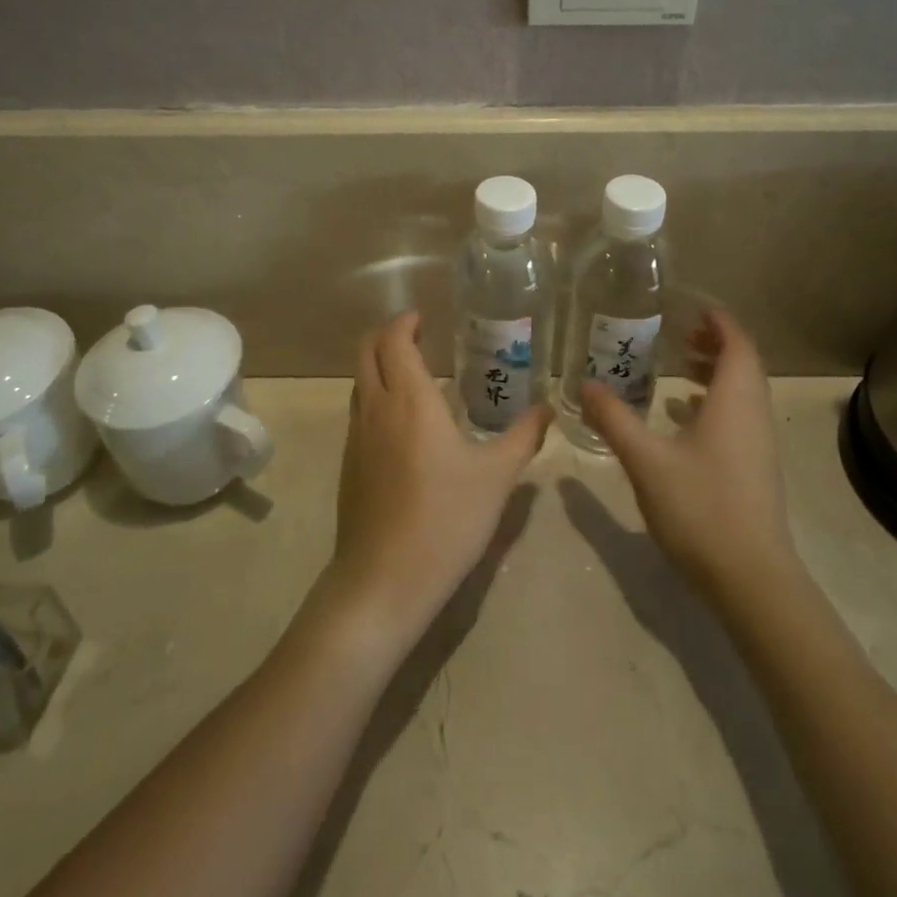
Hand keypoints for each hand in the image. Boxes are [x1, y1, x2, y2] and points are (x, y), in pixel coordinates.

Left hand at [318, 312, 551, 653]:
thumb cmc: (446, 519)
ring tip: (413, 373)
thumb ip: (523, 437)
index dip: (404, 322)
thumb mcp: (496, 478)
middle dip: (386, 334)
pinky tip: (403, 424)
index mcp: (409, 400)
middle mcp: (376, 408)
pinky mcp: (349, 464)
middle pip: (366, 351)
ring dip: (378, 365)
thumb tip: (547, 409)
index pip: (394, 340)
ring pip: (359, 382)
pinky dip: (375, 396)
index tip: (422, 317)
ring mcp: (356, 437)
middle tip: (416, 335)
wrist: (384, 580)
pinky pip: (359, 411)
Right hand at [580, 308, 795, 603]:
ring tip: (676, 367)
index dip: (719, 321)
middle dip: (713, 343)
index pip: (738, 343)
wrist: (751, 579)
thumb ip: (614, 419)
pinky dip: (713, 403)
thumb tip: (584, 384)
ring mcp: (758, 444)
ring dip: (713, 373)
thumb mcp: (646, 459)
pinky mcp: (754, 469)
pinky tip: (680, 417)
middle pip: (742, 364)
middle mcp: (753, 415)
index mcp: (735, 400)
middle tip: (677, 334)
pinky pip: (737, 417)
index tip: (691, 308)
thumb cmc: (701, 507)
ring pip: (741, 392)